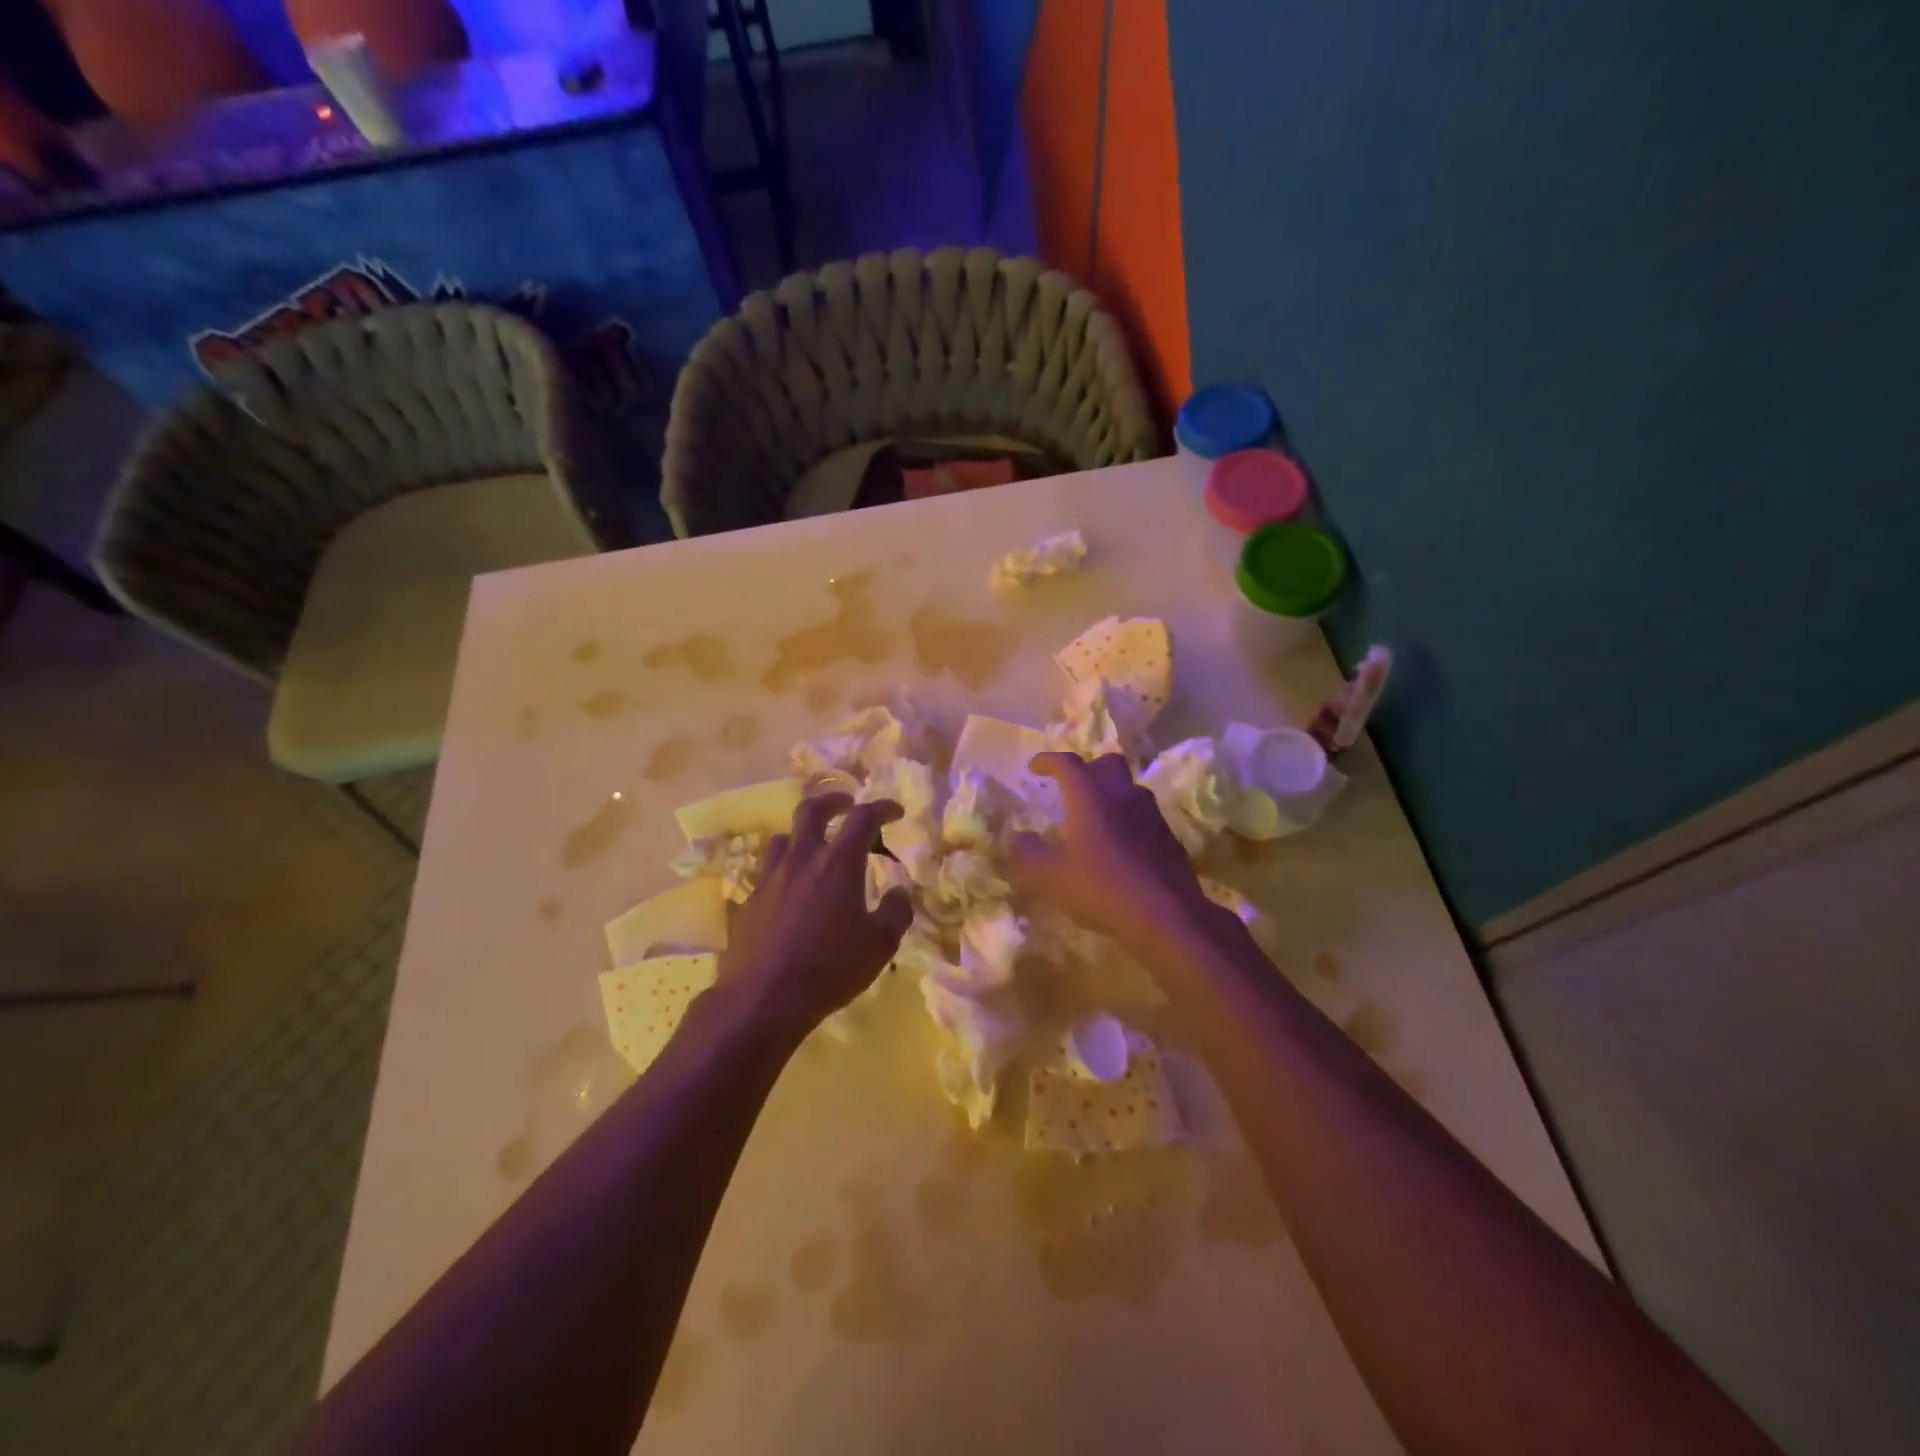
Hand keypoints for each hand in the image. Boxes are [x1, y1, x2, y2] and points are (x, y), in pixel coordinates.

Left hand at [717, 793, 914, 1036]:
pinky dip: (785, 870)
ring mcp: (770, 878)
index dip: (882, 808)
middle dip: (833, 801)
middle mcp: (802, 860)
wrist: (763, 997)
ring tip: (815, 848)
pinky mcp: (749, 901)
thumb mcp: (881, 944)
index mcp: (838, 863)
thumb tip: (899, 892)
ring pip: (784, 838)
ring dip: (803, 835)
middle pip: (812, 810)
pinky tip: (791, 892)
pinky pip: (768, 872)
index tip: (895, 811)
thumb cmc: (831, 967)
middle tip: (846, 804)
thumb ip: (896, 911)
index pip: (863, 818)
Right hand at [1009, 753, 1211, 943]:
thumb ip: (1028, 854)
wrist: (1166, 915)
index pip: (1068, 764)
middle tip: (1072, 786)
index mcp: (1091, 797)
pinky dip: (1127, 820)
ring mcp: (1151, 815)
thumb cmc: (1100, 888)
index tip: (1034, 767)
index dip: (1049, 760)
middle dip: (1088, 768)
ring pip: (1129, 789)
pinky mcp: (1169, 837)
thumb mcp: (1050, 876)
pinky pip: (1144, 815)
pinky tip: (1119, 846)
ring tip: (1095, 818)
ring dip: (1110, 794)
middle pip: (1108, 764)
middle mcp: (1123, 796)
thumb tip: (1020, 837)